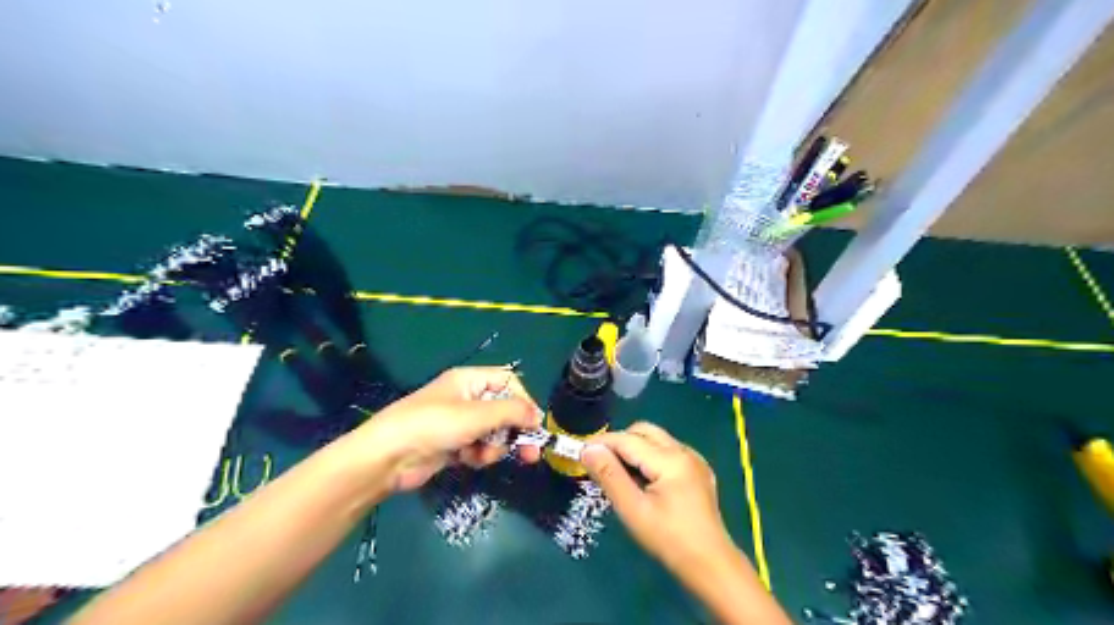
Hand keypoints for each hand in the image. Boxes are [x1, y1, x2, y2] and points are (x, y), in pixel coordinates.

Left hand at [346, 365, 541, 492]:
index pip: (508, 382)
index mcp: (470, 380)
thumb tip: (538, 415)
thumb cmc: (434, 425)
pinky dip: (478, 455)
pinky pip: (479, 447)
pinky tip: (468, 461)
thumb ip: (512, 412)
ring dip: (494, 446)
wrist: (389, 457)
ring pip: (494, 432)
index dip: (523, 401)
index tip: (534, 424)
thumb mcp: (477, 415)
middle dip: (515, 431)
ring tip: (482, 456)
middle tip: (531, 454)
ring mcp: (460, 423)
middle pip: (504, 410)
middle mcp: (467, 398)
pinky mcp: (454, 445)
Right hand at [579, 426, 736, 574]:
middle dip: (619, 441)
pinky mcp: (698, 470)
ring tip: (619, 473)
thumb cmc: (669, 540)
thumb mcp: (633, 510)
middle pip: (643, 431)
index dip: (601, 443)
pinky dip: (650, 456)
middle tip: (600, 463)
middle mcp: (684, 450)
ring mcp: (694, 459)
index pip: (627, 439)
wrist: (711, 565)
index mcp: (670, 459)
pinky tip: (644, 480)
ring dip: (634, 448)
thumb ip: (609, 475)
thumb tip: (588, 449)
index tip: (580, 452)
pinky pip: (668, 451)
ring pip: (656, 439)